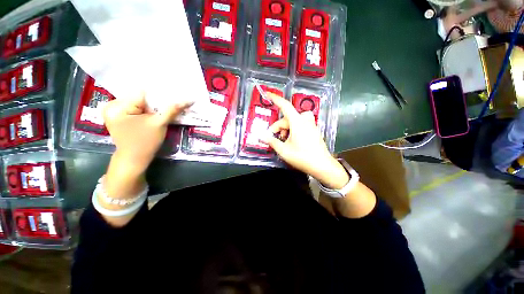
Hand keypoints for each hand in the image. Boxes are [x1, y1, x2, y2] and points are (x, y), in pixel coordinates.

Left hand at [103, 94, 192, 172]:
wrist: (134, 159)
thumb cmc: (145, 142)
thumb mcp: (159, 124)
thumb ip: (172, 109)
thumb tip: (189, 100)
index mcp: (117, 106)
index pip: (142, 92)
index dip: (159, 94)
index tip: (173, 96)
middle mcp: (112, 104)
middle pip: (139, 96)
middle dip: (155, 101)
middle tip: (170, 103)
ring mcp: (114, 110)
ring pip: (138, 101)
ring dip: (152, 105)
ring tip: (163, 109)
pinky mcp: (118, 115)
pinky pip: (135, 107)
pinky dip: (146, 109)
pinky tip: (154, 113)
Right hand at [260, 93, 348, 188]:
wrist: (322, 166)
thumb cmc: (302, 157)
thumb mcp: (284, 150)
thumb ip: (272, 141)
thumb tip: (261, 137)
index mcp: (297, 122)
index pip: (285, 105)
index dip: (275, 99)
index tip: (267, 93)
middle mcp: (305, 120)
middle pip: (287, 118)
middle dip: (278, 127)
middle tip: (273, 138)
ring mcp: (310, 124)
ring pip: (293, 122)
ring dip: (285, 129)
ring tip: (283, 141)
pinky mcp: (313, 129)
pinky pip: (300, 125)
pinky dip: (292, 130)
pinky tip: (291, 141)